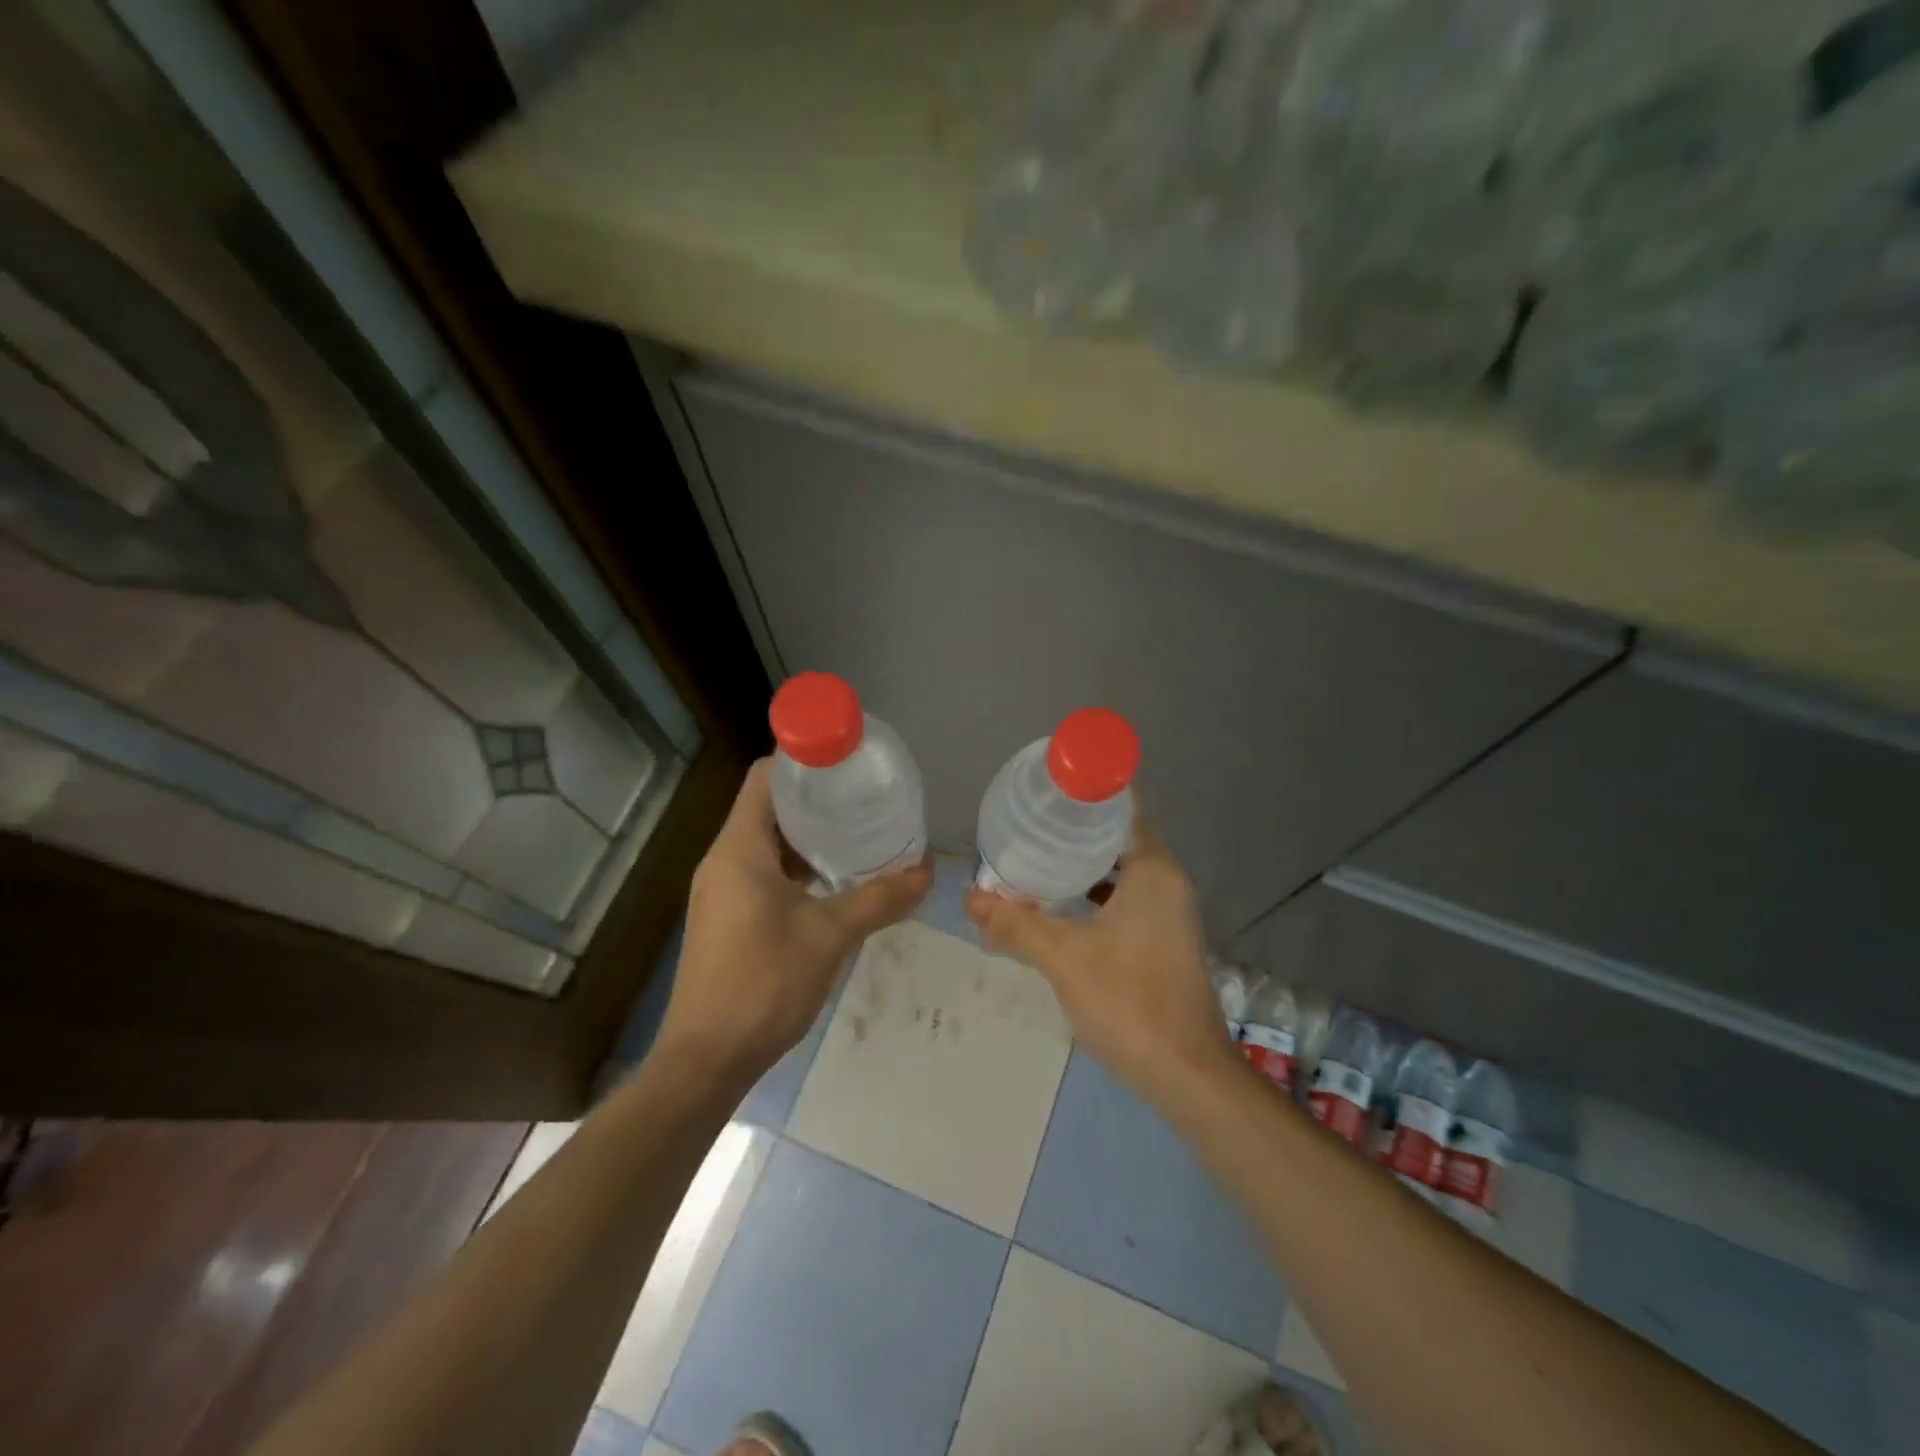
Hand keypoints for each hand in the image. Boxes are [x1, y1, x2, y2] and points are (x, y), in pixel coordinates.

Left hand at [660, 758, 931, 1082]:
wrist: (707, 1059)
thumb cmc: (763, 984)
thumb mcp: (830, 936)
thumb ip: (879, 899)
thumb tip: (926, 872)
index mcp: (739, 849)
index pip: (765, 779)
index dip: (803, 762)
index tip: (847, 762)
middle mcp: (724, 860)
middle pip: (769, 807)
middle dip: (817, 800)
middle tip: (866, 797)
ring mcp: (723, 890)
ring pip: (769, 842)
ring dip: (810, 837)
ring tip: (859, 834)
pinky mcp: (729, 916)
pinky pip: (765, 872)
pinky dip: (799, 867)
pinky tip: (836, 881)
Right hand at [964, 818, 1233, 1102]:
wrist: (1186, 1075)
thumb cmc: (1128, 1001)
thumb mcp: (1062, 957)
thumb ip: (1014, 924)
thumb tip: (969, 896)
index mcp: (1153, 871)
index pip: (1123, 807)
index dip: (1086, 792)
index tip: (1045, 788)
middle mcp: (1166, 883)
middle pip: (1118, 837)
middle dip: (1073, 830)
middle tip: (1027, 823)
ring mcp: (1168, 914)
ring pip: (1119, 872)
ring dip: (1081, 866)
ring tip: (1034, 858)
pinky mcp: (1162, 941)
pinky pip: (1124, 900)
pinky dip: (1092, 896)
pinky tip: (1058, 907)